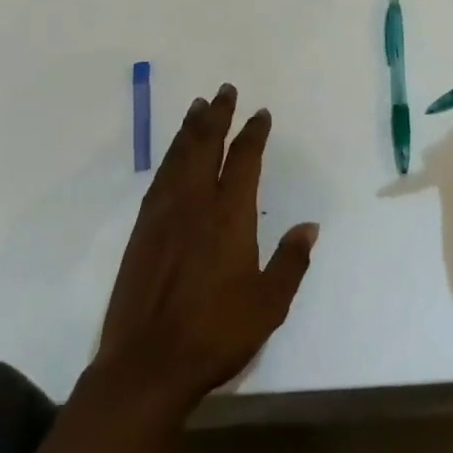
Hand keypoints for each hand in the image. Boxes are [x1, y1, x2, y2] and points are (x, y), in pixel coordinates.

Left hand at [94, 84, 317, 412]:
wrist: (147, 362)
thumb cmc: (215, 333)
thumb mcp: (268, 305)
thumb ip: (290, 262)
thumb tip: (310, 226)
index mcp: (229, 214)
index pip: (244, 159)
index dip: (253, 133)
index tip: (260, 113)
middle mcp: (196, 201)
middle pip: (207, 144)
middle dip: (218, 115)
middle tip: (224, 90)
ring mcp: (165, 212)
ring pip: (180, 155)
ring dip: (191, 127)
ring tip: (199, 106)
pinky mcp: (143, 227)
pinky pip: (160, 176)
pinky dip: (170, 155)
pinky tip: (174, 153)